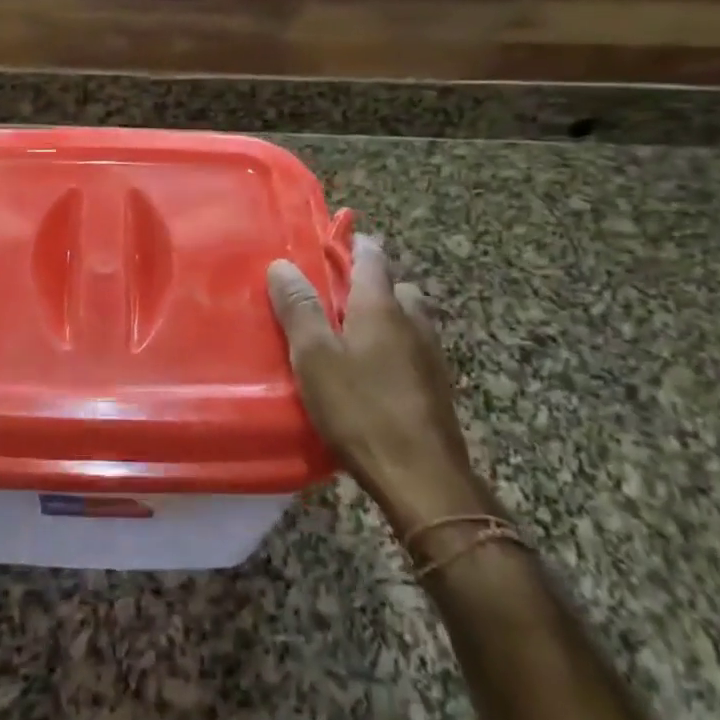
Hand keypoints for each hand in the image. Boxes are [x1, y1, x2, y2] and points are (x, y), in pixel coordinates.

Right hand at [268, 235, 490, 529]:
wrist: (421, 476)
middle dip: (371, 283)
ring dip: (387, 315)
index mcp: (381, 306)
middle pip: (396, 286)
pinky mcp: (438, 386)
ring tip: (354, 333)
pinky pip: (415, 348)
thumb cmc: (360, 408)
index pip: (373, 257)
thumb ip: (299, 308)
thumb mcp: (314, 356)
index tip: (331, 243)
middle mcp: (413, 320)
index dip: (354, 244)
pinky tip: (376, 371)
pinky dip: (397, 346)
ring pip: (410, 318)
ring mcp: (431, 354)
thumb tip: (282, 264)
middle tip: (336, 296)